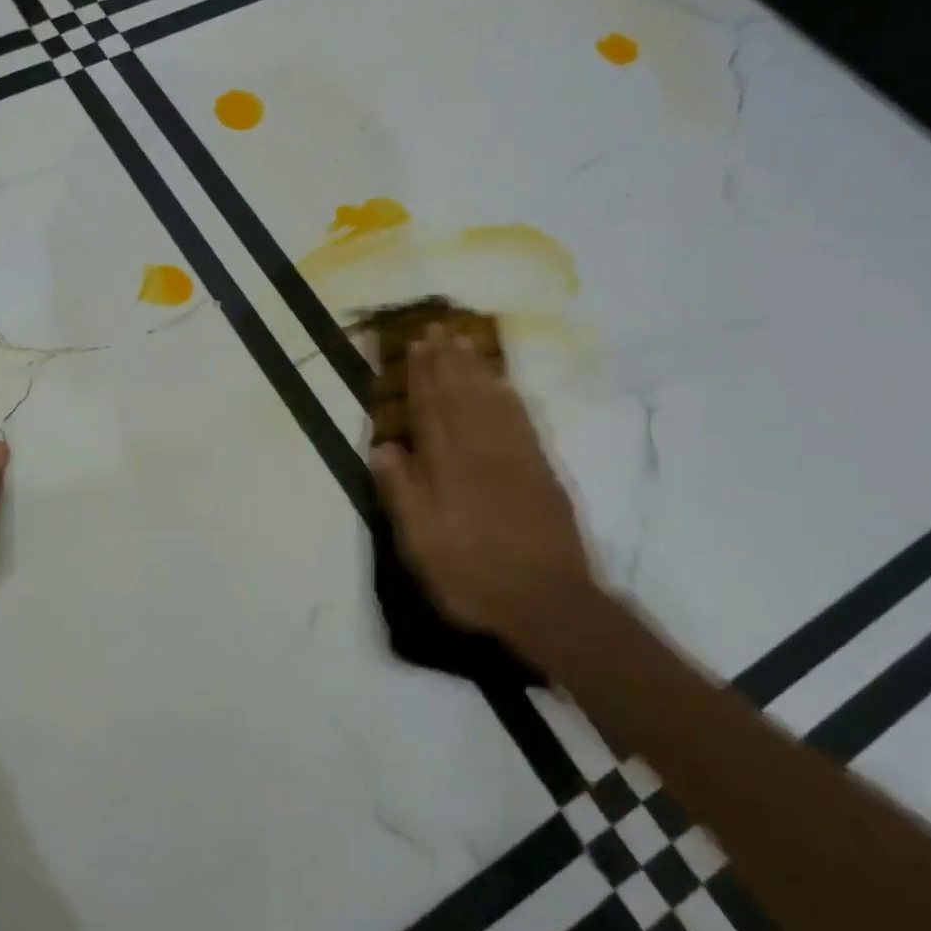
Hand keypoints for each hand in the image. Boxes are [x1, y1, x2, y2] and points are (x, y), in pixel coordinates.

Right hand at [371, 325, 598, 655]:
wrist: (547, 601)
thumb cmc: (472, 576)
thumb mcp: (421, 545)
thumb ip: (402, 494)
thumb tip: (383, 447)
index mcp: (447, 469)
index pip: (430, 411)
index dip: (422, 377)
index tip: (415, 346)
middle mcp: (480, 452)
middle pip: (460, 396)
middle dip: (446, 361)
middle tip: (437, 328)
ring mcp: (515, 457)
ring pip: (491, 400)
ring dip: (475, 368)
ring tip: (463, 341)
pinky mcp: (541, 469)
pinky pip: (521, 419)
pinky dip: (508, 395)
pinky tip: (501, 382)